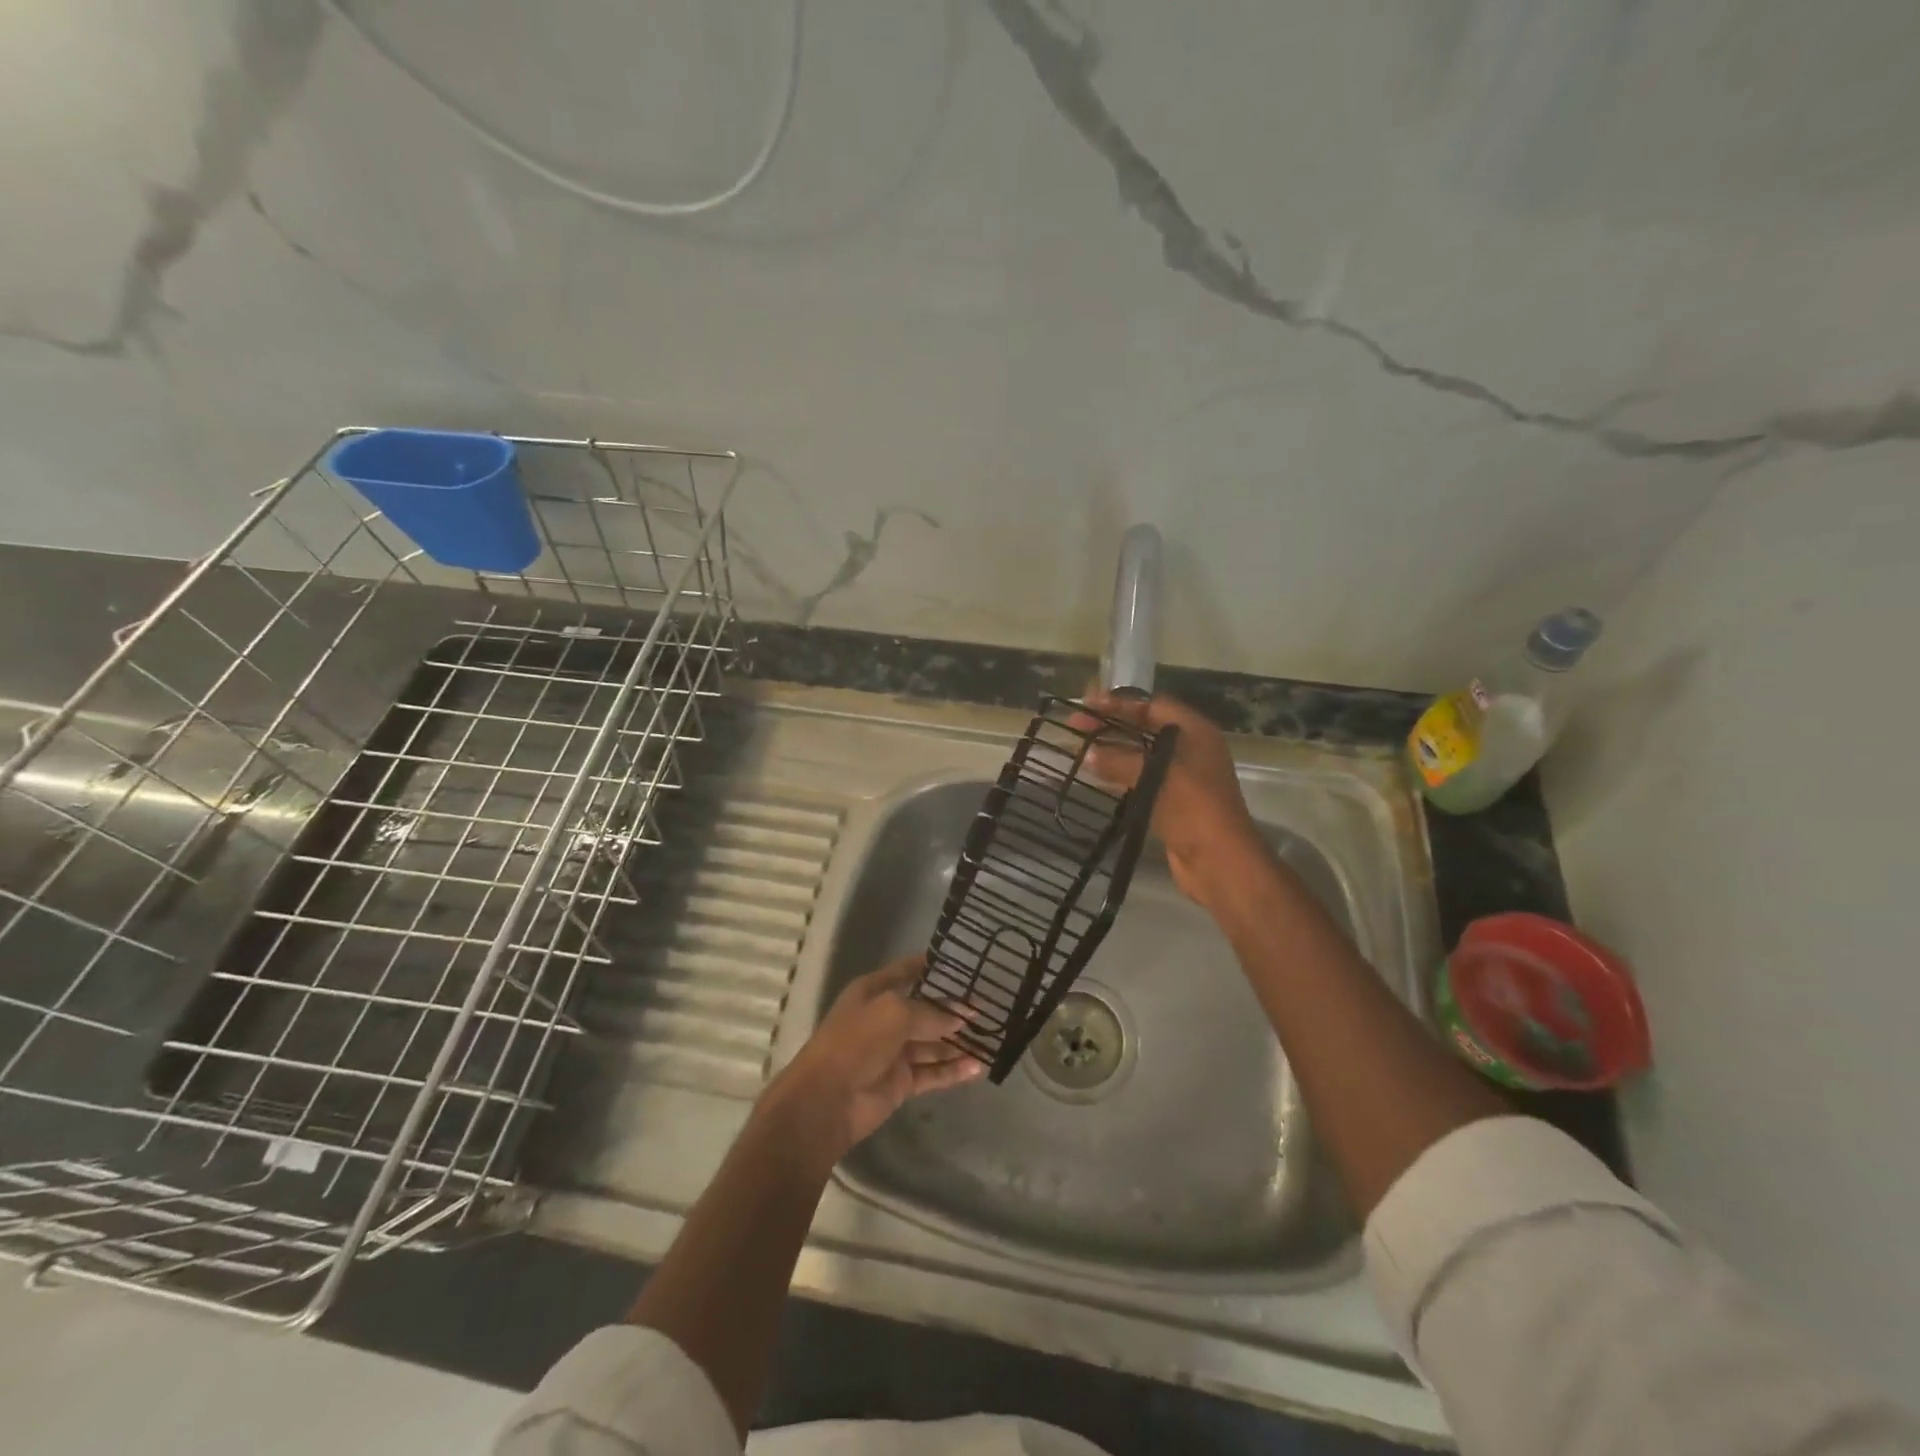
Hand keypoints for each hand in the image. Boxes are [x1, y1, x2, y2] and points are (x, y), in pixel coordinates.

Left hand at [763, 956, 983, 1157]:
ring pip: (933, 1042)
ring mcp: (893, 1052)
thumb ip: (931, 1013)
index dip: (932, 966)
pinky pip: (933, 1072)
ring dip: (958, 1041)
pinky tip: (978, 1067)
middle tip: (988, 1004)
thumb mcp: (894, 1014)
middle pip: (925, 1008)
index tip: (964, 963)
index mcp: (874, 992)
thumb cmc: (856, 1042)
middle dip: (954, 1008)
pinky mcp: (901, 1082)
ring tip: (991, 1036)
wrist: (826, 1100)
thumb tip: (963, 1016)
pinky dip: (953, 1070)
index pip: (907, 971)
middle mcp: (884, 1018)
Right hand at [1077, 689, 1269, 912]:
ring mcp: (1182, 777)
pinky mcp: (1172, 802)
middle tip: (1075, 725)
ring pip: (1141, 755)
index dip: (1119, 703)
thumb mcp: (1154, 775)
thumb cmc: (1193, 807)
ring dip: (1112, 750)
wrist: (1220, 861)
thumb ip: (1118, 760)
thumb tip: (1088, 754)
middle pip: (1145, 728)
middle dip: (1111, 725)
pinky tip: (1097, 776)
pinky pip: (1142, 779)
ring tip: (1080, 749)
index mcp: (1194, 732)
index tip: (1087, 705)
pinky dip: (1120, 774)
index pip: (1152, 705)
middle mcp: (1190, 749)